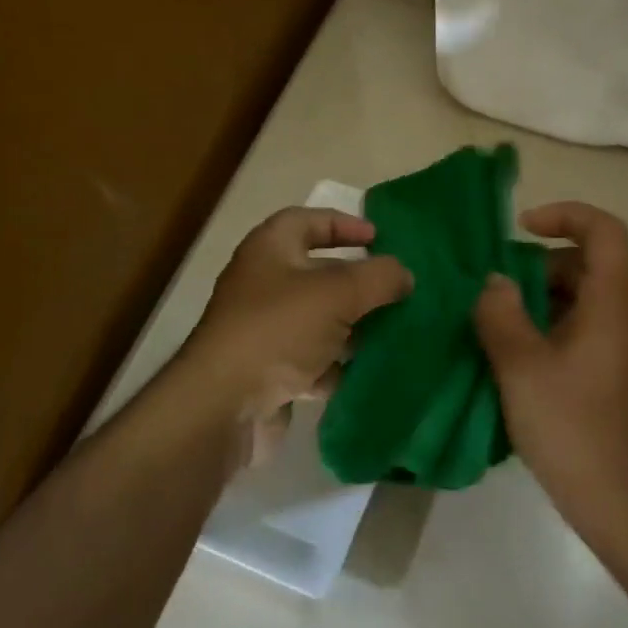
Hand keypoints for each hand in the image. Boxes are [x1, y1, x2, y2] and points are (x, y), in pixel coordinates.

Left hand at [178, 207, 411, 464]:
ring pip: (318, 320)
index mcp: (270, 250)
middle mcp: (263, 284)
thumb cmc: (279, 330)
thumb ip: (379, 277)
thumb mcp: (338, 293)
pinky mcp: (268, 372)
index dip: (344, 224)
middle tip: (394, 290)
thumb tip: (404, 275)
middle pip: (317, 273)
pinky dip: (336, 365)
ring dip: (351, 327)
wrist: (223, 407)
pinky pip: (311, 360)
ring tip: (391, 331)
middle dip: (356, 282)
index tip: (379, 238)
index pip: (308, 220)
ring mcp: (264, 330)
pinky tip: (365, 372)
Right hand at [473, 202, 627, 517]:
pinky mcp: (622, 369)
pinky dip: (555, 323)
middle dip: (541, 266)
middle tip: (498, 290)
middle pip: (590, 263)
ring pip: (587, 296)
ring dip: (543, 298)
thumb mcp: (521, 365)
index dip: (565, 215)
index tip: (522, 228)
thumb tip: (495, 283)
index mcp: (614, 302)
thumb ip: (500, 313)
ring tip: (501, 323)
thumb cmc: (571, 425)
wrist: (621, 500)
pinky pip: (589, 324)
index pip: (604, 230)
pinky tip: (522, 354)